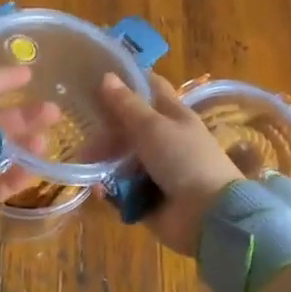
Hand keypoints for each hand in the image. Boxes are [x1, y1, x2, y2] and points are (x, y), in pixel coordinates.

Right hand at [97, 71, 241, 256]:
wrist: (207, 215)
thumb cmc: (183, 159)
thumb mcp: (153, 127)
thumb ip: (126, 104)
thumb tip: (107, 75)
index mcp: (173, 115)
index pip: (150, 88)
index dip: (129, 80)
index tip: (98, 76)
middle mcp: (164, 139)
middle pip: (129, 126)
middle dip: (106, 128)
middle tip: (83, 130)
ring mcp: (156, 169)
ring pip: (122, 158)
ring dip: (104, 160)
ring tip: (86, 162)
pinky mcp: (147, 197)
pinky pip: (122, 188)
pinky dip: (110, 189)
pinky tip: (99, 190)